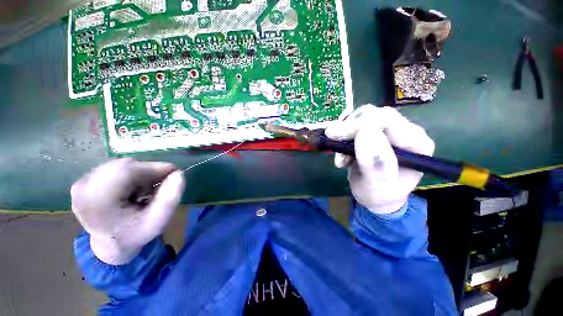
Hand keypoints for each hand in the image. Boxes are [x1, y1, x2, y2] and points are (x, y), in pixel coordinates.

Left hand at [71, 158, 184, 264]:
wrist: (110, 244)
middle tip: (158, 187)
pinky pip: (115, 167)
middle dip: (148, 172)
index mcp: (97, 202)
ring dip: (140, 174)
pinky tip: (131, 189)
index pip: (128, 171)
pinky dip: (130, 174)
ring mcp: (81, 183)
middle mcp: (83, 188)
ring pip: (122, 164)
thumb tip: (178, 173)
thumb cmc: (135, 234)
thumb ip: (171, 198)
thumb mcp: (159, 220)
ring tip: (143, 191)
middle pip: (125, 165)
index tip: (174, 173)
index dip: (155, 168)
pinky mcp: (84, 180)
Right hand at [325, 105, 434, 213]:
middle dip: (349, 127)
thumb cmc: (379, 194)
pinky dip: (342, 136)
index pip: (388, 120)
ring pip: (361, 116)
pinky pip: (354, 124)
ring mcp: (387, 129)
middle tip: (332, 138)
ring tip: (340, 157)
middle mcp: (405, 131)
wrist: (374, 195)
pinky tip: (341, 154)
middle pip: (373, 114)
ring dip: (344, 133)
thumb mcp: (377, 186)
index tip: (336, 134)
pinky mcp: (373, 131)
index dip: (359, 124)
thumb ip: (375, 163)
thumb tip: (365, 133)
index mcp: (416, 143)